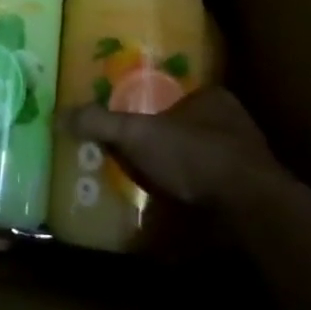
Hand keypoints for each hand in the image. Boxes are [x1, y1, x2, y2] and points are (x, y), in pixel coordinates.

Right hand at [66, 87, 287, 210]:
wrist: (250, 209)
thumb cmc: (196, 156)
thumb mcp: (138, 134)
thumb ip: (102, 123)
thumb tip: (60, 114)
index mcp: (214, 99)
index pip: (180, 94)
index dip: (155, 106)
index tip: (132, 121)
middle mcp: (234, 125)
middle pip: (190, 129)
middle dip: (166, 143)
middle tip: (135, 156)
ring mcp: (245, 162)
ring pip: (204, 162)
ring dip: (181, 174)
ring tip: (149, 188)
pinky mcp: (250, 197)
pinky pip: (214, 193)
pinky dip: (196, 202)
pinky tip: (175, 215)